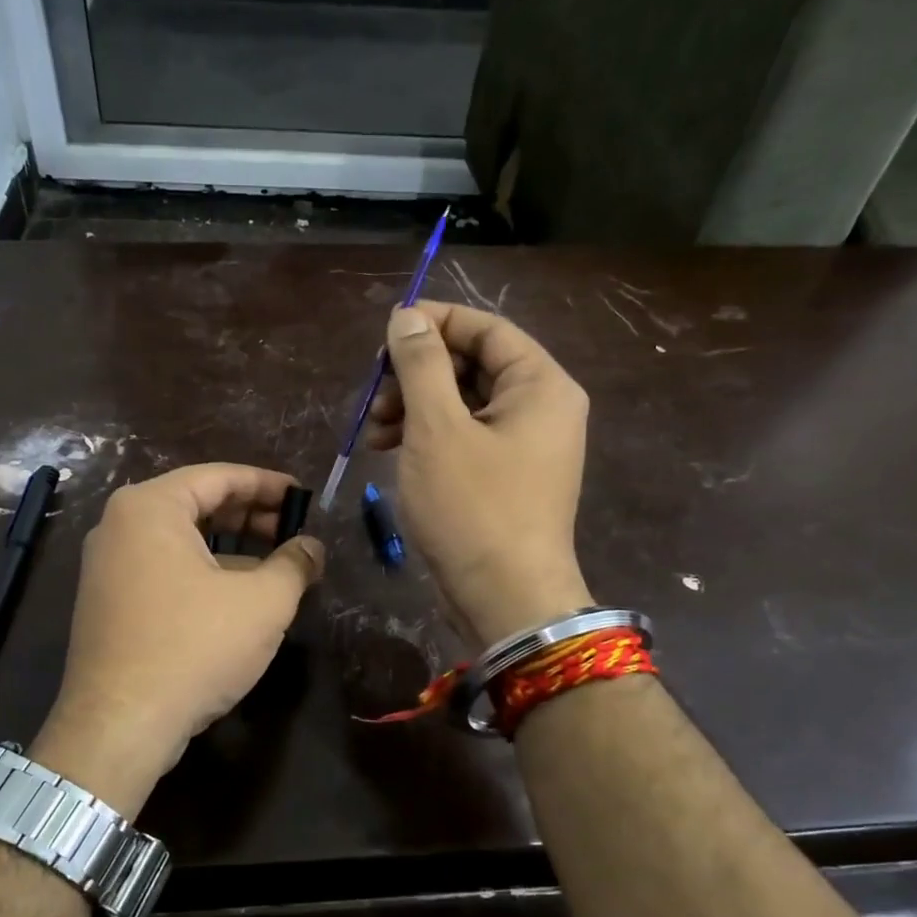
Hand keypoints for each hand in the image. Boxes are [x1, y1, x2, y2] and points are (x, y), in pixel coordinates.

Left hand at [33, 464, 323, 815]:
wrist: (119, 726)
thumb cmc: (194, 647)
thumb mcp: (263, 602)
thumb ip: (295, 564)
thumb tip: (313, 548)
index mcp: (150, 507)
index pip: (219, 477)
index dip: (268, 484)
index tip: (304, 497)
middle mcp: (119, 525)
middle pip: (197, 504)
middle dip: (250, 517)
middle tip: (293, 532)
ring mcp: (107, 566)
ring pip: (181, 540)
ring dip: (231, 548)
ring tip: (276, 566)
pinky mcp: (108, 602)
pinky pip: (164, 569)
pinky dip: (204, 572)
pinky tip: (239, 597)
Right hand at [367, 301, 592, 646]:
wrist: (504, 599)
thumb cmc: (472, 508)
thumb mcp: (436, 429)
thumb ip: (421, 365)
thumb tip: (407, 317)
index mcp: (540, 385)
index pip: (487, 329)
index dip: (434, 323)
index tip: (385, 334)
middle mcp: (542, 408)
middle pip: (473, 366)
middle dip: (417, 375)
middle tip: (374, 394)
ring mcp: (526, 447)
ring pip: (463, 405)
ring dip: (415, 408)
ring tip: (374, 431)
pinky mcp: (506, 478)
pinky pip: (465, 438)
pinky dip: (427, 438)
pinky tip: (390, 451)